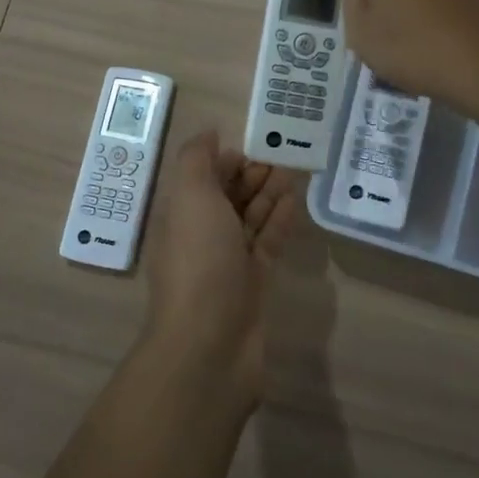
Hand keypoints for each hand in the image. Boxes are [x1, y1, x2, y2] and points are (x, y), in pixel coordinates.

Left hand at [141, 129, 300, 404]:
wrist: (210, 343)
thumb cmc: (199, 261)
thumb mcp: (190, 197)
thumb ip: (197, 159)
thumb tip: (209, 133)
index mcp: (182, 213)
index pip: (205, 177)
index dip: (228, 158)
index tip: (258, 143)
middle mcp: (203, 234)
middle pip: (229, 196)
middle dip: (253, 174)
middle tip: (285, 154)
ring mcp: (229, 261)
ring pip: (251, 218)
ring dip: (270, 193)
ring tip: (295, 170)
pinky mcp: (254, 282)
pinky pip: (268, 242)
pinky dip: (281, 220)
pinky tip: (296, 200)